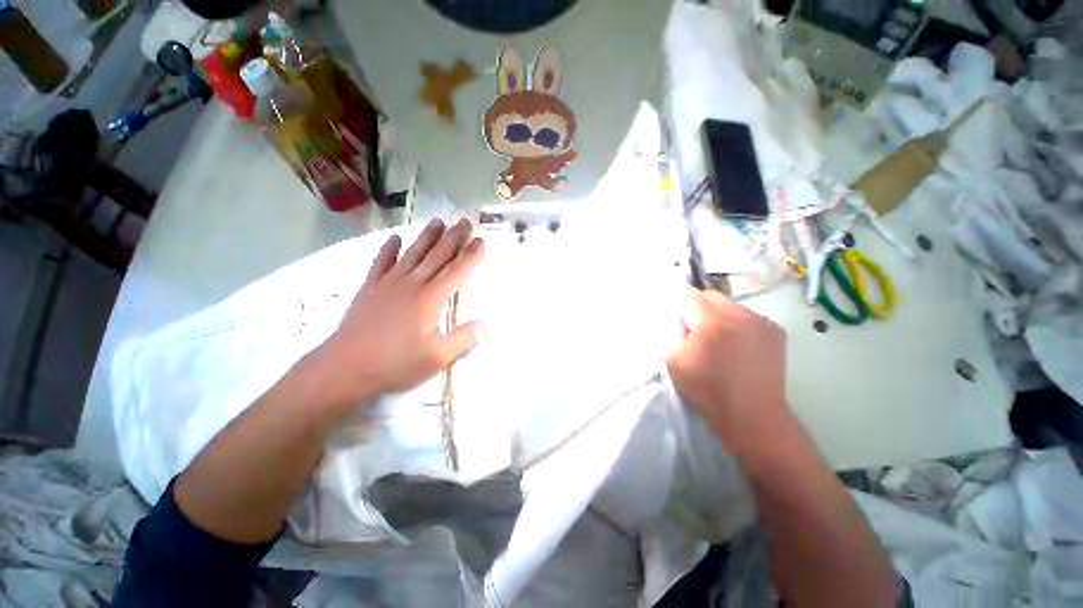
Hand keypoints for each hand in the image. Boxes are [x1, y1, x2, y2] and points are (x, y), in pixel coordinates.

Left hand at [307, 219, 485, 409]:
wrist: (346, 367)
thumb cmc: (396, 363)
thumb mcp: (438, 357)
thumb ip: (464, 338)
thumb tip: (488, 323)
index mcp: (431, 299)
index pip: (457, 271)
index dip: (471, 255)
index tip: (481, 240)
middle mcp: (412, 284)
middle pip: (437, 256)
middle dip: (453, 237)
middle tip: (465, 221)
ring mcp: (389, 283)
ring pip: (413, 253)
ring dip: (427, 236)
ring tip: (438, 221)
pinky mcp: (370, 288)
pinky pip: (381, 262)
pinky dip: (388, 249)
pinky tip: (395, 238)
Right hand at [666, 289, 789, 455]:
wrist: (753, 416)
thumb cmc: (708, 390)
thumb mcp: (674, 360)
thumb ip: (671, 332)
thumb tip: (677, 318)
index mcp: (712, 322)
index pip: (687, 294)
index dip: (677, 305)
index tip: (676, 320)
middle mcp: (740, 314)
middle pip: (710, 295)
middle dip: (697, 308)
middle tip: (694, 332)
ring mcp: (762, 321)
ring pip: (730, 304)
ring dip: (718, 315)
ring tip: (718, 340)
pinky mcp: (776, 330)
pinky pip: (747, 315)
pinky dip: (737, 323)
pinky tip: (737, 345)